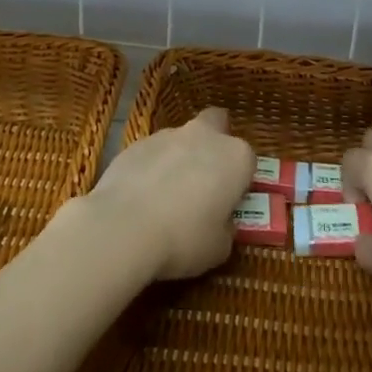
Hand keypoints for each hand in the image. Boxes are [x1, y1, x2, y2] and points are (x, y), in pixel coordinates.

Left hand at [82, 108, 253, 280]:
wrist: (123, 228)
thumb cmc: (184, 238)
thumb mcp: (219, 247)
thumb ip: (226, 227)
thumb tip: (221, 222)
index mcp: (235, 157)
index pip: (248, 161)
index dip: (239, 181)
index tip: (228, 202)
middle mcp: (204, 136)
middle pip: (215, 125)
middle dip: (213, 143)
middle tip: (204, 178)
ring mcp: (166, 135)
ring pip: (181, 139)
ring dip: (179, 158)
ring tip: (165, 195)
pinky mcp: (134, 143)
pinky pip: (151, 153)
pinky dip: (151, 167)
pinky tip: (140, 196)